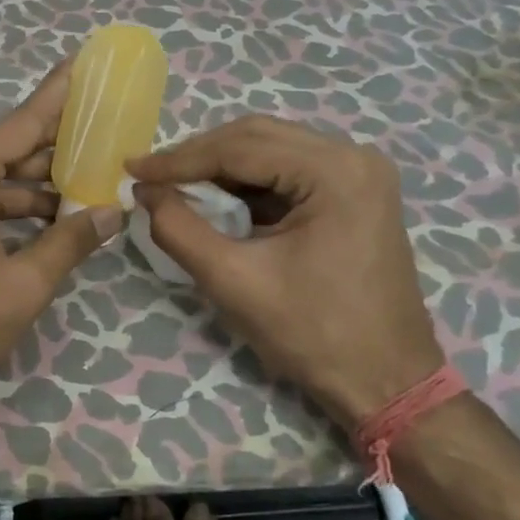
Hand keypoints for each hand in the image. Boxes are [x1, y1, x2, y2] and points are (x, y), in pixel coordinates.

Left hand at [0, 63, 125, 431]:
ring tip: (99, 179)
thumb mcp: (19, 289)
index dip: (56, 95)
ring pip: (1, 184)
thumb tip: (113, 211)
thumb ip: (69, 243)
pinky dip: (22, 213)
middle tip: (109, 128)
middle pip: (12, 151)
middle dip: (60, 144)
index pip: (19, 124)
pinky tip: (60, 219)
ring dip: (46, 186)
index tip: (83, 61)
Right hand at [127, 115, 442, 419]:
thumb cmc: (314, 335)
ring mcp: (359, 173)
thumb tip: (145, 191)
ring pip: (271, 148)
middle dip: (199, 155)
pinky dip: (247, 181)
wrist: (387, 383)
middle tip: (151, 175)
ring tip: (174, 184)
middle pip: (257, 136)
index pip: (240, 148)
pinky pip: (288, 170)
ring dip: (220, 165)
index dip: (179, 159)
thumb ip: (179, 229)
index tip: (132, 169)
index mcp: (335, 172)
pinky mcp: (355, 192)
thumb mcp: (234, 282)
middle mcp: (353, 156)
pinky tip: (216, 197)